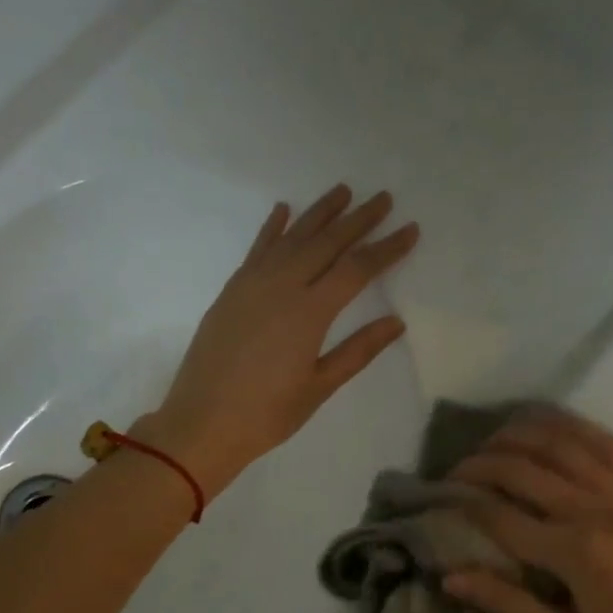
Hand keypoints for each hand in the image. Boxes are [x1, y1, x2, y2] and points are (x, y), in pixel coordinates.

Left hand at [138, 185, 418, 499]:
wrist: (202, 422)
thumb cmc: (267, 413)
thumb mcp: (319, 387)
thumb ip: (358, 351)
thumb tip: (395, 322)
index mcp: (309, 312)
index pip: (357, 269)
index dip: (386, 248)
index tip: (410, 229)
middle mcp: (282, 286)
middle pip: (327, 243)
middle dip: (358, 219)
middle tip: (383, 198)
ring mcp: (252, 284)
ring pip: (292, 237)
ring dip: (319, 213)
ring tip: (342, 190)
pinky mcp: (232, 290)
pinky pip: (257, 249)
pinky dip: (273, 228)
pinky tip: (284, 209)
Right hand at [441, 410, 612, 612]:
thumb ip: (508, 606)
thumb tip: (450, 577)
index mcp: (574, 552)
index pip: (501, 515)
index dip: (464, 502)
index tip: (441, 498)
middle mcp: (593, 508)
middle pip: (522, 467)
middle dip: (480, 463)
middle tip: (457, 469)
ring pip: (558, 441)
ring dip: (517, 433)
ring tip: (490, 440)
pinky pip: (599, 438)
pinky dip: (566, 424)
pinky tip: (543, 422)